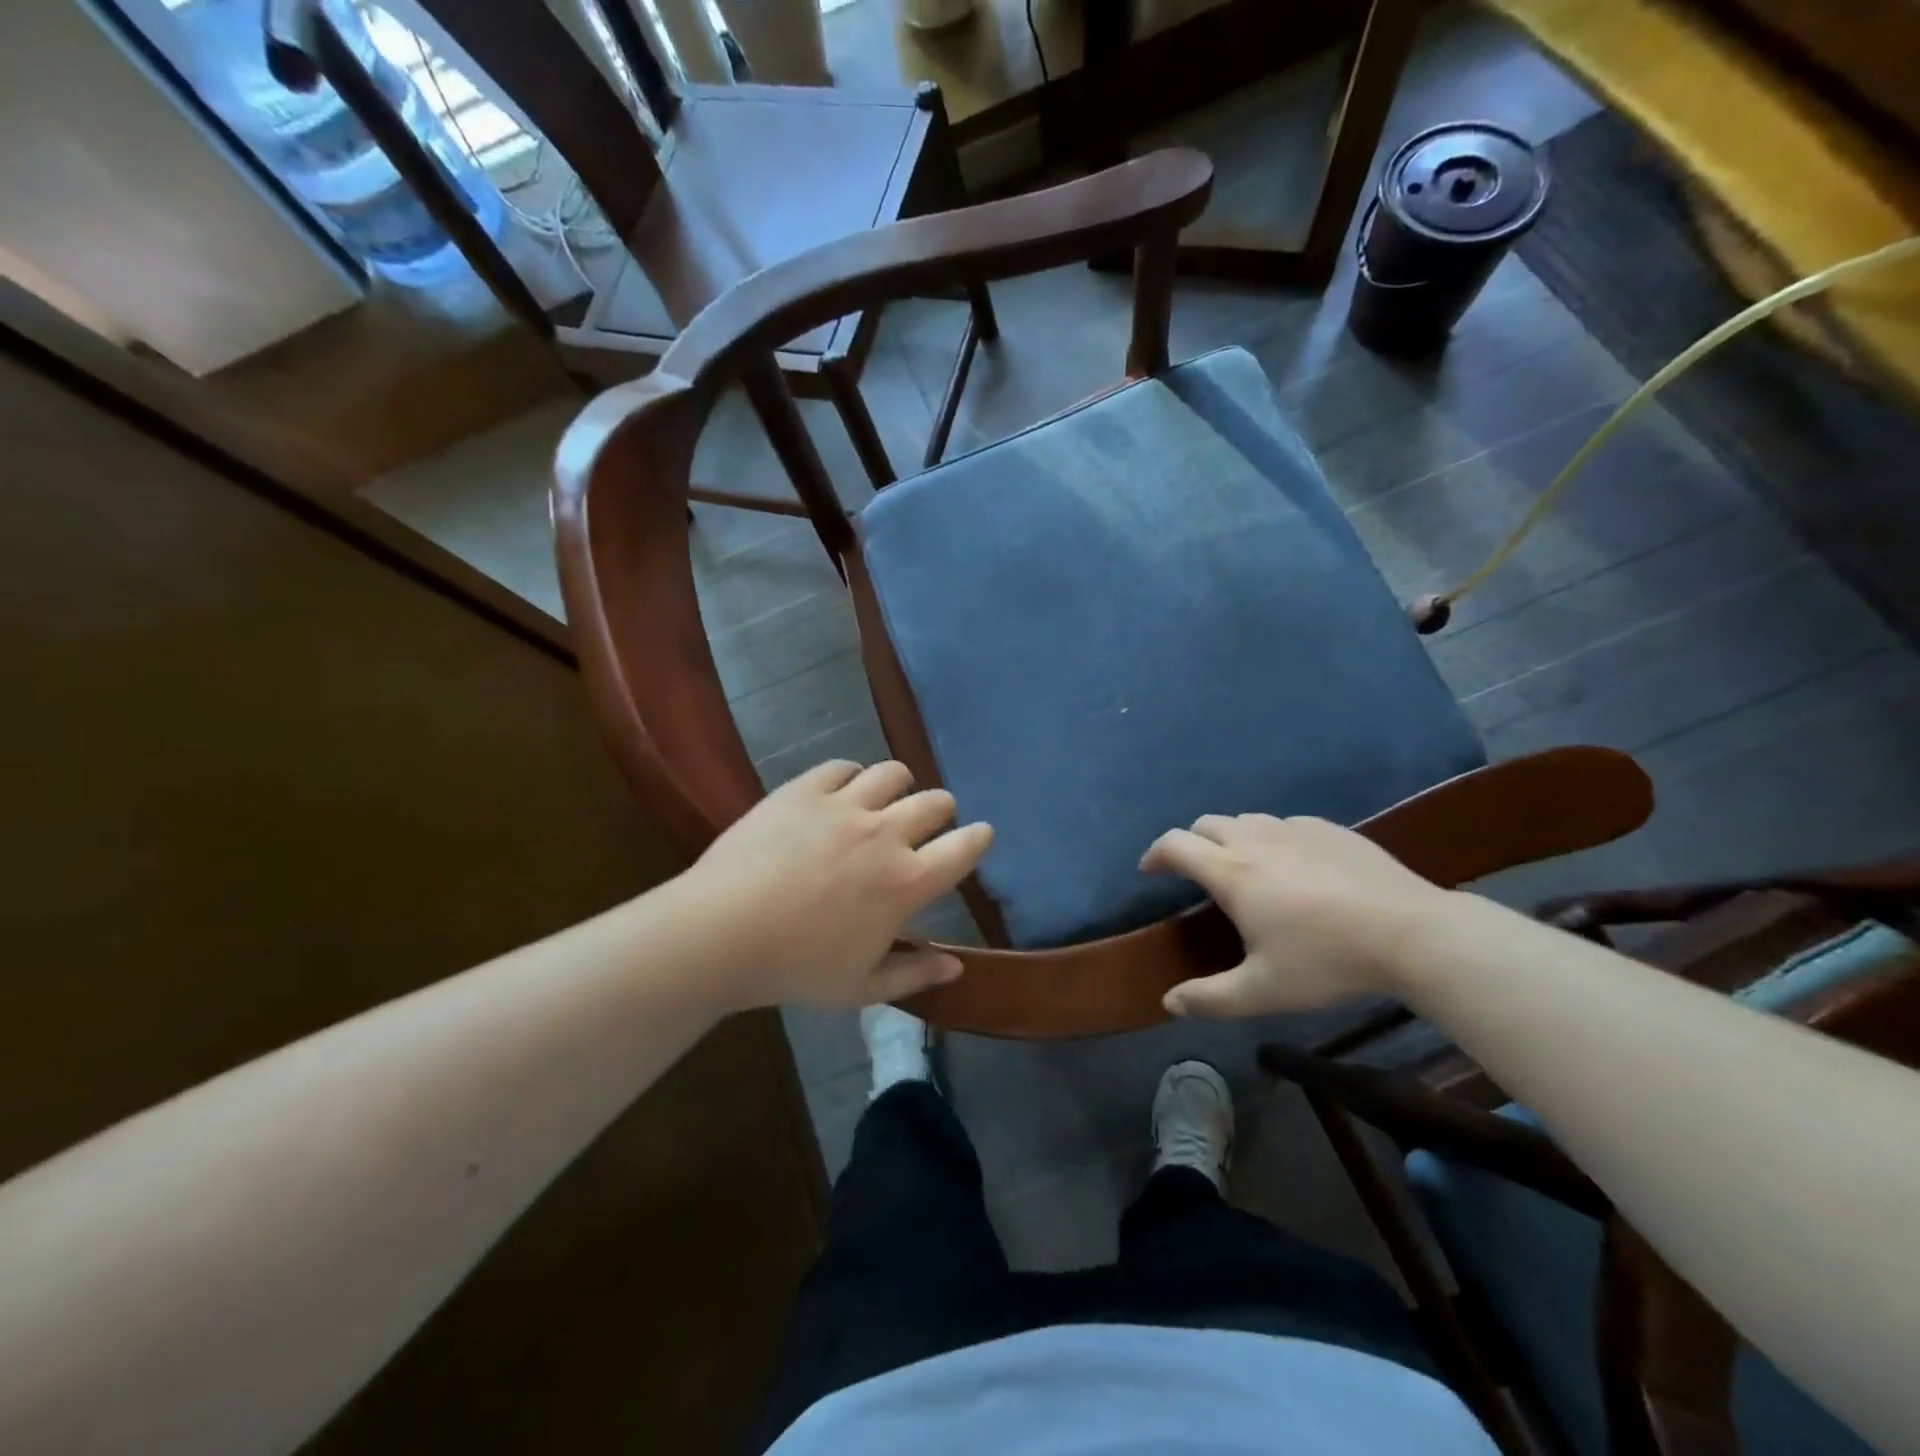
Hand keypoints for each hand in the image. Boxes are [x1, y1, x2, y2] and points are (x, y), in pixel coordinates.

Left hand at [676, 760, 992, 1010]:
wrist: (721, 931)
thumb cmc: (796, 967)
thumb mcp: (861, 987)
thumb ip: (914, 974)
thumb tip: (956, 967)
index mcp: (906, 882)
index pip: (964, 848)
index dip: (978, 838)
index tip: (979, 836)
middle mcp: (885, 833)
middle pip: (935, 802)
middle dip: (942, 810)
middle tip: (929, 823)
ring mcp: (844, 805)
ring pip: (893, 773)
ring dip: (900, 785)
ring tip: (888, 799)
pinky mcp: (805, 789)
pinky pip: (843, 767)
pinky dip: (852, 776)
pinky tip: (842, 790)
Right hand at [1139, 814, 1449, 1016]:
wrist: (1412, 933)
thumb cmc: (1328, 961)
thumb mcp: (1263, 992)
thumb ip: (1210, 999)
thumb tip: (1168, 1003)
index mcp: (1231, 873)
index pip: (1175, 845)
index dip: (1154, 854)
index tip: (1150, 871)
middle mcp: (1255, 840)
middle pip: (1206, 824)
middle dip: (1190, 843)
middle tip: (1195, 872)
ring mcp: (1295, 829)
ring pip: (1246, 820)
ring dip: (1231, 837)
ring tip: (1243, 867)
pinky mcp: (1329, 829)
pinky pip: (1285, 824)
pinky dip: (1272, 838)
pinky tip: (1293, 867)